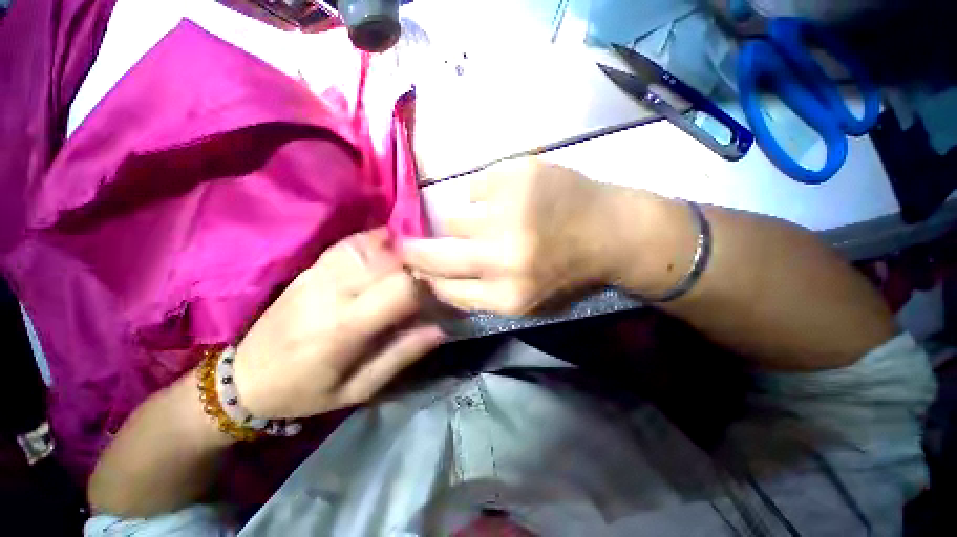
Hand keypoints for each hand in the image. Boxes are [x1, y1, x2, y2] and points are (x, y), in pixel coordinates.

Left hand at [233, 229, 443, 418]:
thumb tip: (441, 328)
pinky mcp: (312, 267)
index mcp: (344, 328)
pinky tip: (393, 245)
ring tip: (420, 258)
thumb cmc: (304, 392)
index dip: (429, 285)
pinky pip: (352, 243)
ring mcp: (319, 274)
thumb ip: (401, 355)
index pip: (400, 289)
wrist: (244, 378)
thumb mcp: (358, 389)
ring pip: (373, 245)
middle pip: (390, 260)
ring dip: (403, 248)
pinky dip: (379, 239)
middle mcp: (332, 291)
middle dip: (420, 263)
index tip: (443, 291)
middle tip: (437, 273)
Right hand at [402, 158, 654, 314]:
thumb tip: (434, 278)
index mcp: (508, 295)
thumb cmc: (569, 271)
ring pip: (453, 218)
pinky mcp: (516, 174)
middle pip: (434, 253)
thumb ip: (481, 295)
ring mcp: (508, 211)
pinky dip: (486, 195)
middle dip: (414, 250)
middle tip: (406, 243)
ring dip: (465, 224)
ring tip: (492, 222)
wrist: (612, 231)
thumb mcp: (527, 302)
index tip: (417, 270)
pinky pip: (475, 187)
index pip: (443, 289)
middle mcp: (504, 256)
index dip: (425, 278)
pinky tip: (510, 199)